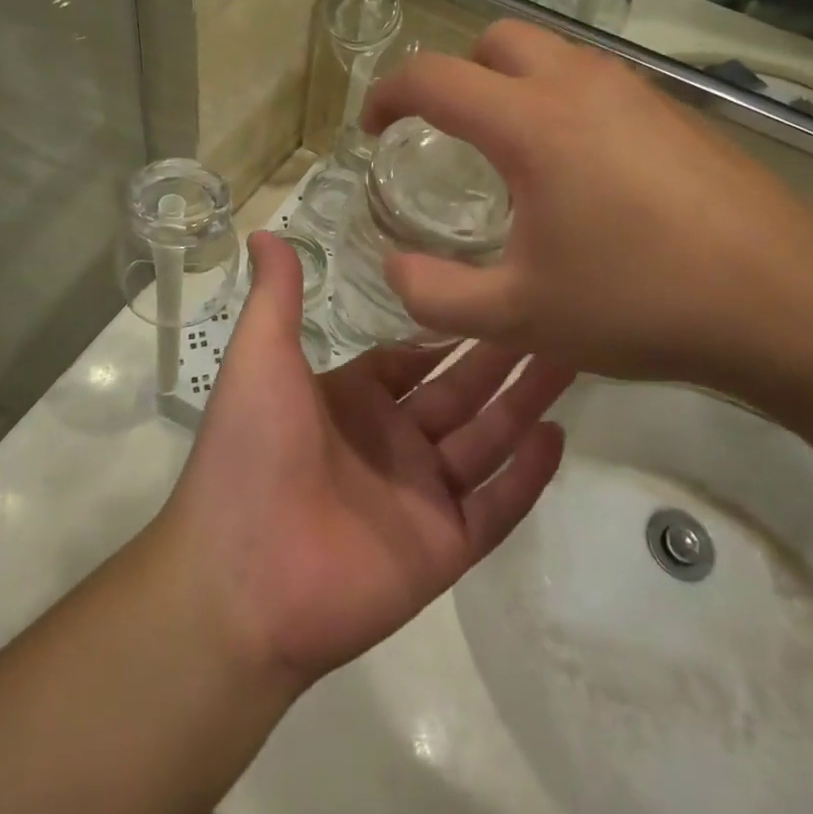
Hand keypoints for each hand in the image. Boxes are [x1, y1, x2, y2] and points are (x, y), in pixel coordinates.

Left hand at [161, 232, 572, 686]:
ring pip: (488, 440)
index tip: (492, 291)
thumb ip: (276, 295)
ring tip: (572, 358)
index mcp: (354, 400)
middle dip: (504, 356)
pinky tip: (558, 434)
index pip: (413, 358)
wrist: (240, 583)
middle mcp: (393, 443)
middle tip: (552, 315)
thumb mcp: (260, 357)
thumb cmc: (251, 453)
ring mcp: (422, 496)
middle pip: (462, 392)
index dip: (451, 329)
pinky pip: (497, 505)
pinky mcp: (445, 547)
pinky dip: (528, 475)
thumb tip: (265, 230)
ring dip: (527, 402)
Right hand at [362, 22, 812, 389]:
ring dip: (512, 85)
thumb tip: (394, 267)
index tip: (375, 129)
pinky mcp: (671, 108)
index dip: (388, 94)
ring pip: (549, 54)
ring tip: (516, 157)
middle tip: (451, 135)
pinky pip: (594, 81)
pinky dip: (562, 101)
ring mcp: (632, 88)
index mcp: (529, 122)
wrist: (780, 296)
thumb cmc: (638, 300)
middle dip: (457, 76)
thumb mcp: (519, 316)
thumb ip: (437, 294)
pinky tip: (583, 172)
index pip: (432, 77)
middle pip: (494, 40)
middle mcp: (577, 84)